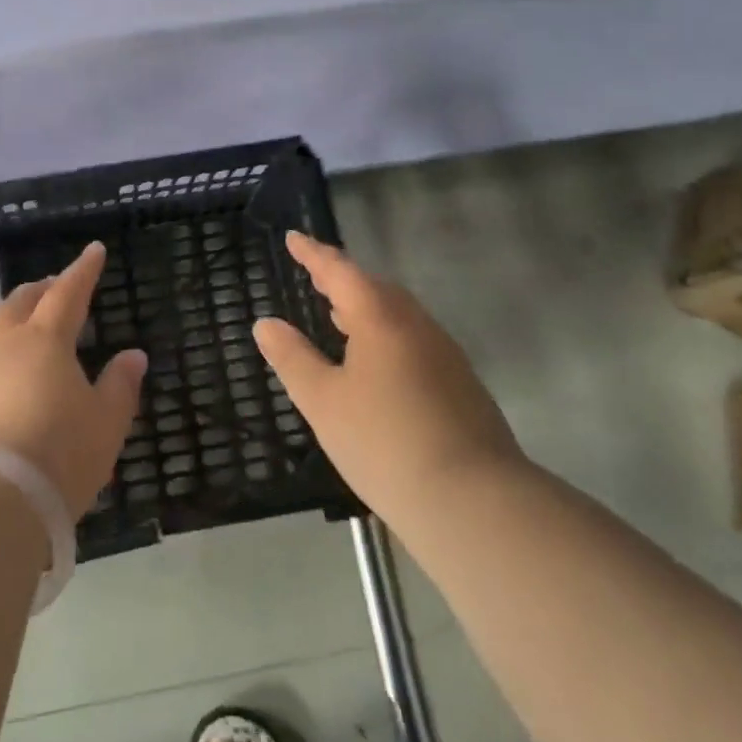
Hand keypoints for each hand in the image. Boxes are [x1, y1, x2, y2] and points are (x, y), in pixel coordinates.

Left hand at [0, 241, 146, 517]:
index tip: (94, 250)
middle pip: (22, 302)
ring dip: (12, 316)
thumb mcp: (105, 425)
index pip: (68, 292)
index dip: (83, 270)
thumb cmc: (56, 456)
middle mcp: (3, 343)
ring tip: (25, 323)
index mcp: (44, 339)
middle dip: (42, 289)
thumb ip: (120, 386)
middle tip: (56, 287)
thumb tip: (133, 355)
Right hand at [255, 231, 524, 523]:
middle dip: (342, 279)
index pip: (340, 270)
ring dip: (366, 309)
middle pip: (374, 288)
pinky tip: (377, 366)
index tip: (294, 238)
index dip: (313, 253)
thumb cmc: (385, 443)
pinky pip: (414, 341)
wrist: (475, 503)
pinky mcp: (462, 385)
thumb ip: (292, 358)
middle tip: (315, 277)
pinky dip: (386, 336)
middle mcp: (416, 324)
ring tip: (339, 317)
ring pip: (398, 315)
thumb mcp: (323, 402)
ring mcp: (445, 354)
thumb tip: (266, 323)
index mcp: (380, 317)